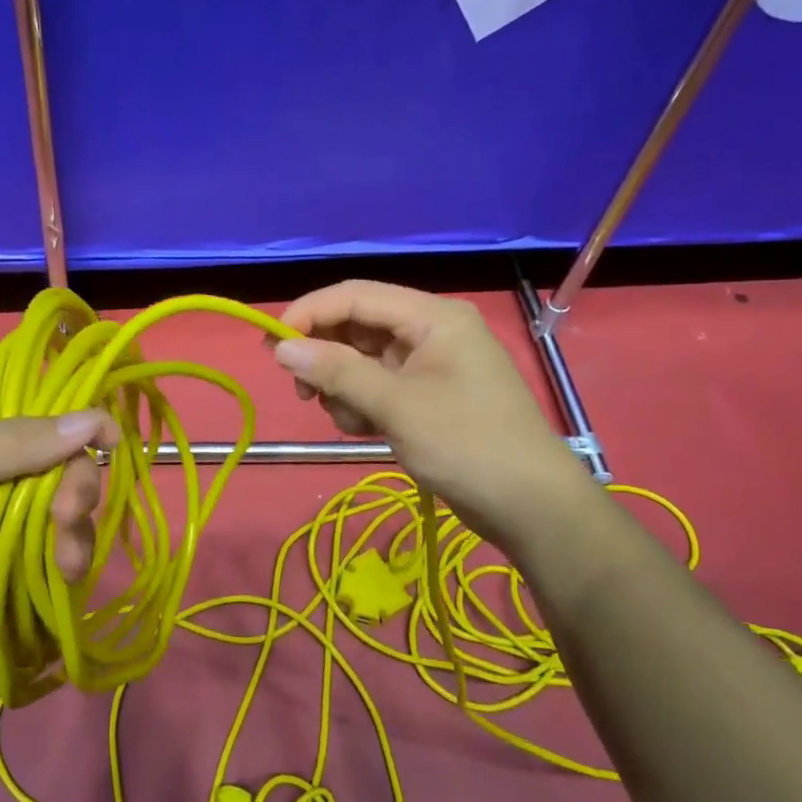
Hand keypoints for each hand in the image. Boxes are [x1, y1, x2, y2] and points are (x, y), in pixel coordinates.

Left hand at [0, 392, 112, 685]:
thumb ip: (13, 444)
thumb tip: (97, 418)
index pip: (38, 412)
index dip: (75, 430)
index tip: (108, 451)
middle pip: (53, 466)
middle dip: (73, 492)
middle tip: (69, 524)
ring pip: (52, 514)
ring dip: (71, 535)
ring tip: (68, 568)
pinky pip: (36, 554)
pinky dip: (55, 565)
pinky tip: (61, 581)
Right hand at [274, 281, 586, 535]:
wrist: (531, 506)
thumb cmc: (466, 445)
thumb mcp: (396, 405)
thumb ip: (336, 371)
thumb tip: (281, 348)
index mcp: (432, 317)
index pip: (356, 295)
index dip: (309, 313)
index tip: (271, 345)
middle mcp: (430, 331)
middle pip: (357, 327)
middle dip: (327, 358)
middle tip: (302, 393)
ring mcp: (429, 365)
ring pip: (362, 360)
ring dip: (344, 388)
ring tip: (353, 422)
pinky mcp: (427, 396)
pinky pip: (378, 386)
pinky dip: (363, 404)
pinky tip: (368, 431)